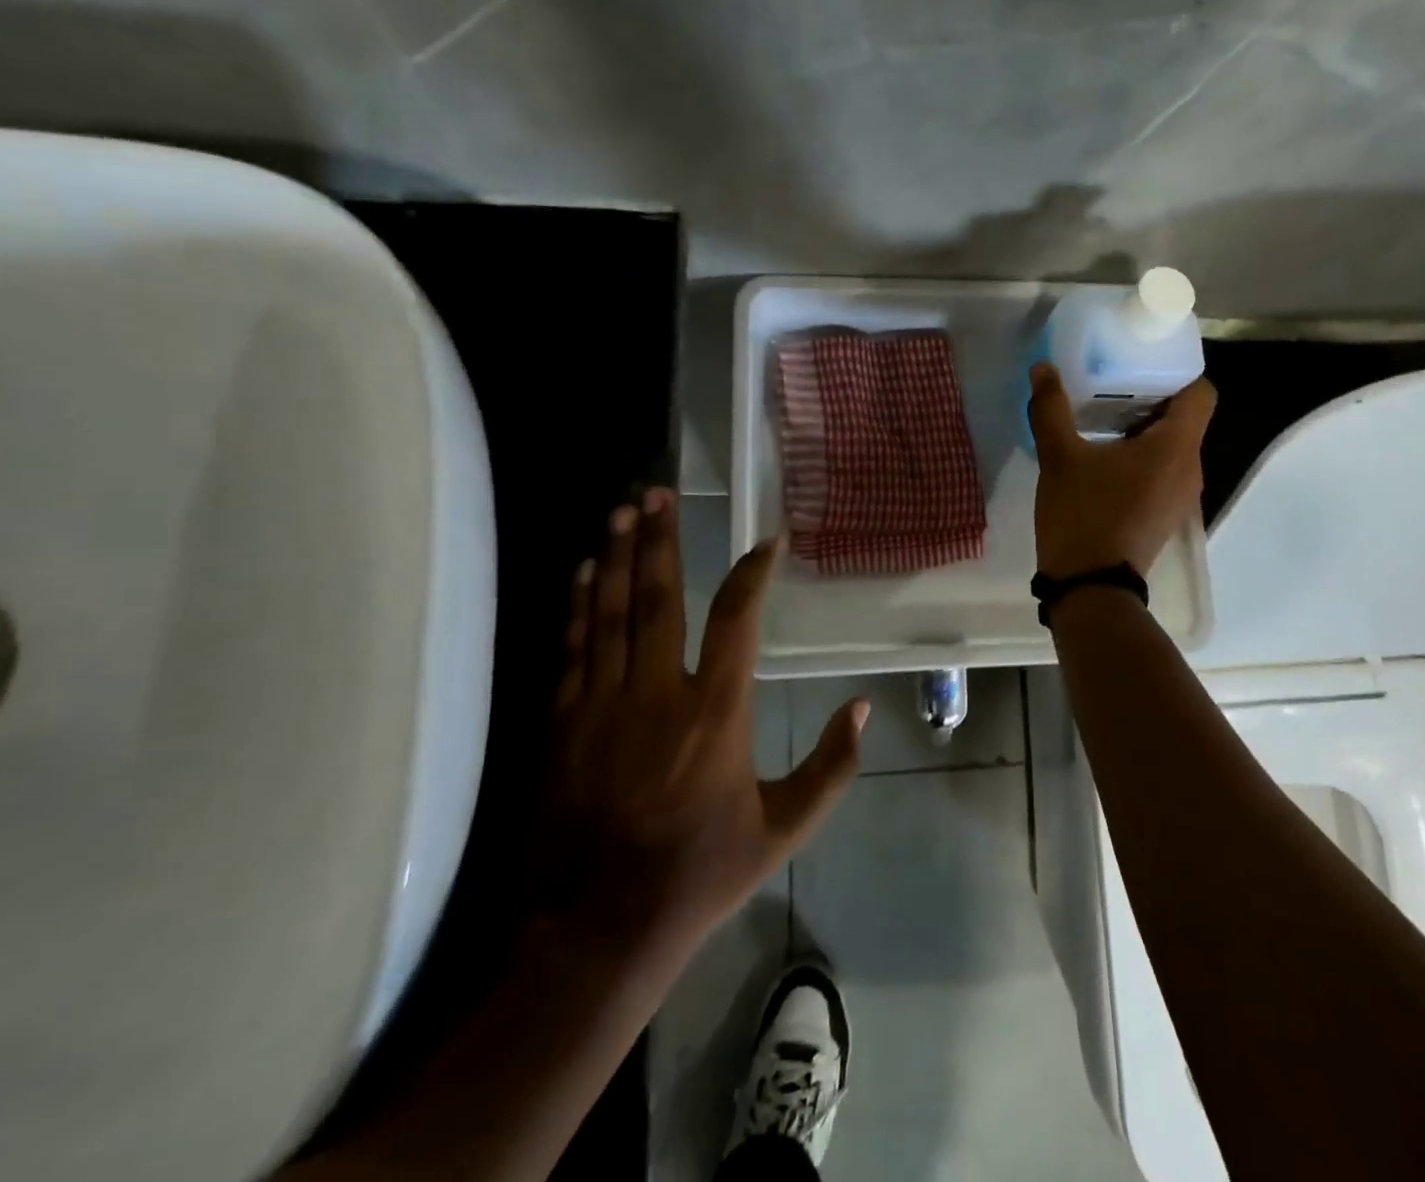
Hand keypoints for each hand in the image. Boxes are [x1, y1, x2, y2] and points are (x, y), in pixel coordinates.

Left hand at [541, 489, 867, 950]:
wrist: (594, 932)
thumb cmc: (699, 875)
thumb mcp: (783, 830)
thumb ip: (832, 767)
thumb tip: (863, 708)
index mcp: (716, 713)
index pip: (737, 618)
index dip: (754, 571)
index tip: (768, 541)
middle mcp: (657, 694)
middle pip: (658, 597)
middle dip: (660, 539)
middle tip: (660, 493)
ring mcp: (601, 705)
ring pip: (609, 613)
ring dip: (618, 557)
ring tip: (623, 512)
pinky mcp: (561, 724)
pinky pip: (572, 648)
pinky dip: (579, 605)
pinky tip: (585, 573)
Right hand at [1028, 363, 1216, 579]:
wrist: (1090, 588)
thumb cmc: (1083, 516)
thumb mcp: (1060, 458)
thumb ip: (1051, 409)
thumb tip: (1043, 368)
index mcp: (1176, 447)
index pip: (1201, 391)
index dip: (1177, 371)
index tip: (1142, 362)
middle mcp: (1190, 468)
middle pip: (1186, 417)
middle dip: (1152, 395)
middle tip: (1112, 381)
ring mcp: (1180, 496)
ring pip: (1173, 445)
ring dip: (1144, 427)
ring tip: (1103, 416)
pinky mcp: (1164, 514)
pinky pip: (1163, 469)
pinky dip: (1142, 455)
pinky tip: (1104, 456)